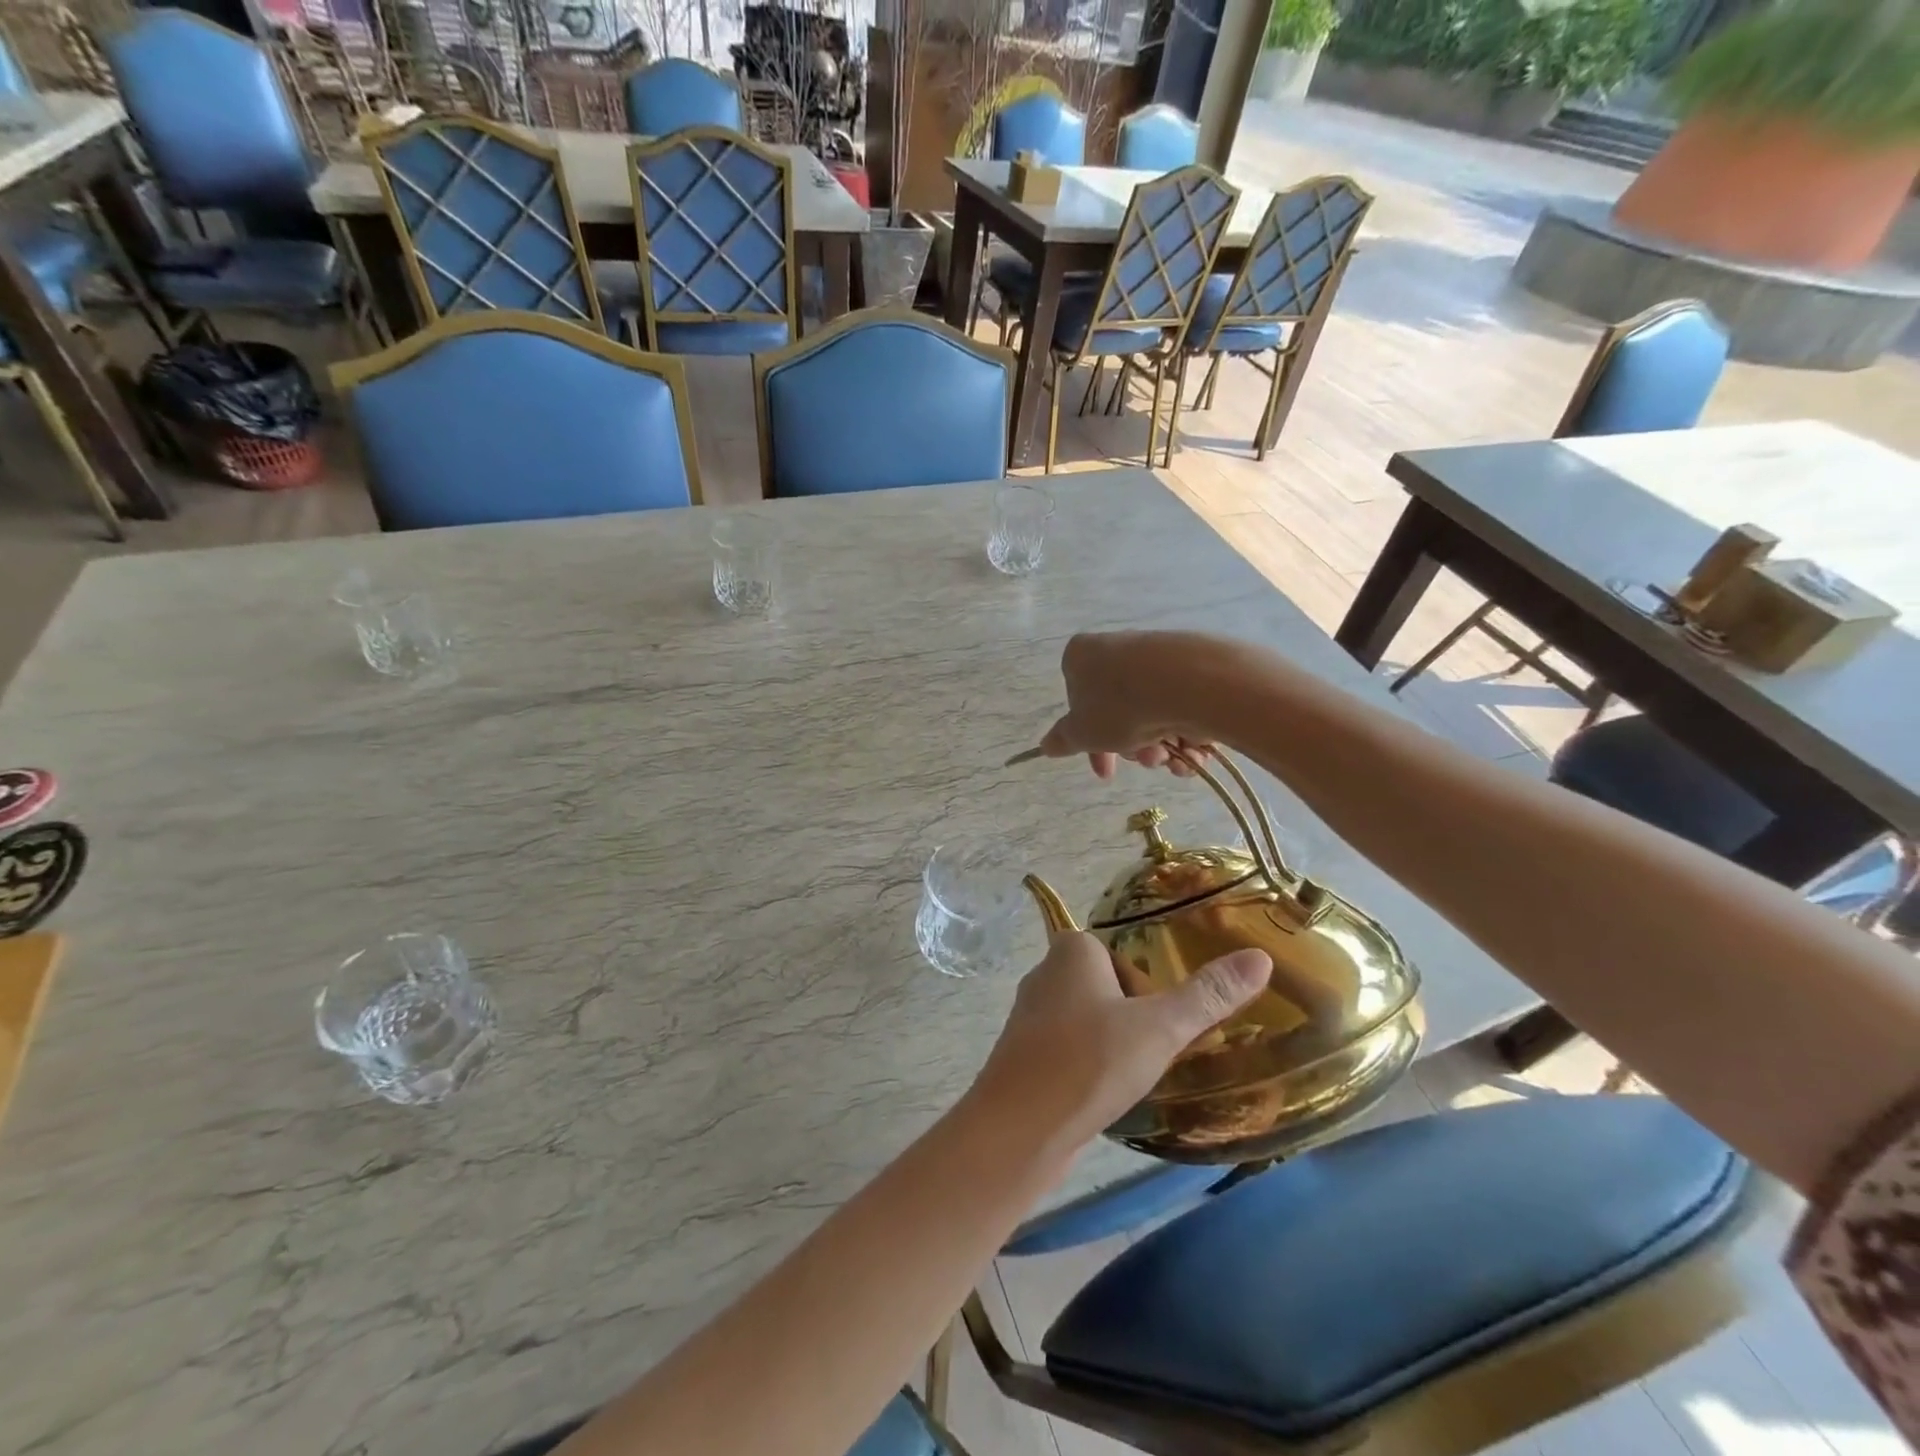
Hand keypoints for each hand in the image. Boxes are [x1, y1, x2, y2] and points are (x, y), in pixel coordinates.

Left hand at [968, 931, 1270, 1147]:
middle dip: (1131, 1020)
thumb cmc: (1090, 1062)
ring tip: (1128, 1079)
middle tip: (1149, 1057)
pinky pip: (1066, 1050)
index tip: (1160, 1028)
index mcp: (1071, 950)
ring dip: (1109, 1046)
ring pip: (1086, 1021)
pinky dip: (1086, 1067)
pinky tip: (1099, 1096)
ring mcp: (1028, 1015)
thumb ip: (1208, 995)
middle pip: (1107, 988)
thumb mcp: (1160, 1028)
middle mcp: (1044, 972)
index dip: (1148, 992)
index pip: (1123, 957)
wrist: (1018, 1129)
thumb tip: (1260, 957)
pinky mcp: (1021, 1054)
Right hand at [1038, 631, 1228, 779]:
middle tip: (1145, 760)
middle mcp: (1117, 648)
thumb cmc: (1120, 705)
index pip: (1077, 702)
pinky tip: (1195, 752)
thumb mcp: (1082, 733)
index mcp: (1081, 656)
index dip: (1090, 743)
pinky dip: (1187, 735)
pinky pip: (1181, 706)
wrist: (1190, 682)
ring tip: (1172, 758)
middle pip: (1118, 712)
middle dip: (1131, 748)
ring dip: (1160, 747)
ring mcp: (1156, 655)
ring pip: (1151, 713)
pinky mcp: (1193, 664)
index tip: (1106, 770)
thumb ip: (1063, 740)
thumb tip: (1046, 745)